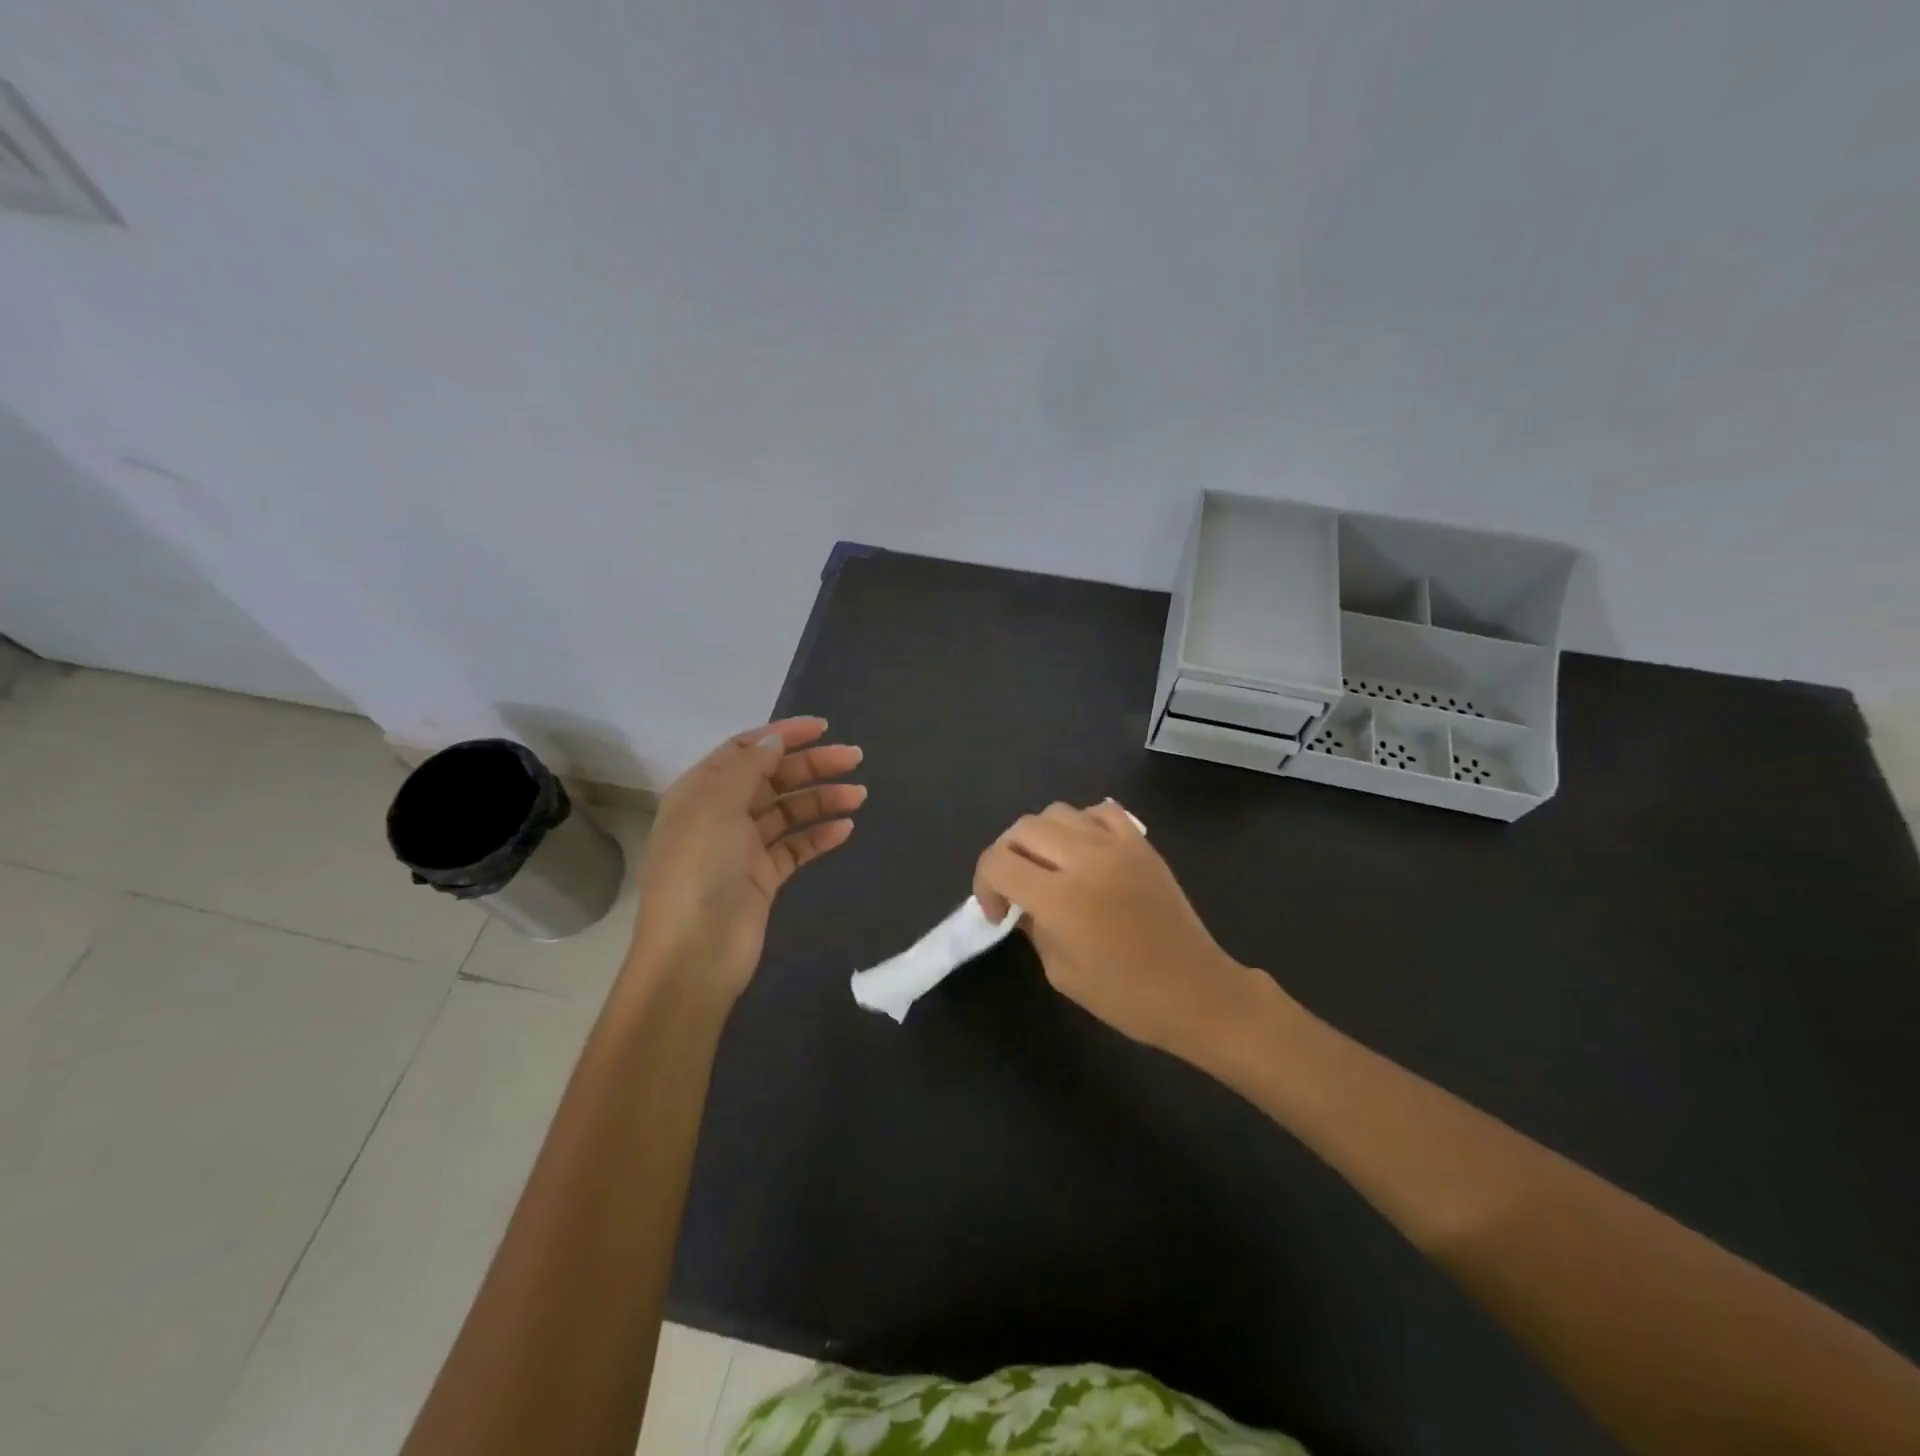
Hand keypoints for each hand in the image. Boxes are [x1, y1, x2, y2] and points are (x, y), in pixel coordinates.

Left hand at [627, 717, 864, 1003]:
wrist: (694, 955)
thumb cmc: (699, 871)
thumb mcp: (716, 807)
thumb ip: (747, 768)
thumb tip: (774, 740)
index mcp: (702, 792)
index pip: (745, 750)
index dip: (782, 735)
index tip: (823, 728)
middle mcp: (721, 814)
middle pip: (772, 778)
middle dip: (811, 765)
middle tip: (854, 758)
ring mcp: (743, 848)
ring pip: (789, 812)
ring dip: (822, 799)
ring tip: (859, 795)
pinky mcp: (764, 878)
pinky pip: (796, 847)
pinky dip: (819, 835)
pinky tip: (844, 828)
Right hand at [973, 800, 1268, 1061]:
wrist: (1194, 991)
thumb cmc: (1125, 996)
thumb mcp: (1061, 972)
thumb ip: (1033, 928)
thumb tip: (1020, 903)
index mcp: (1060, 898)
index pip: (998, 862)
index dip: (984, 884)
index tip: (998, 912)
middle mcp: (1085, 859)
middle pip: (1023, 829)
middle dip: (1006, 855)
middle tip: (1016, 888)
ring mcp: (1117, 845)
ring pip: (1057, 812)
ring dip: (1040, 837)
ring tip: (1049, 866)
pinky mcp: (1141, 843)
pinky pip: (1101, 811)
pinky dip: (1082, 823)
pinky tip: (1084, 850)